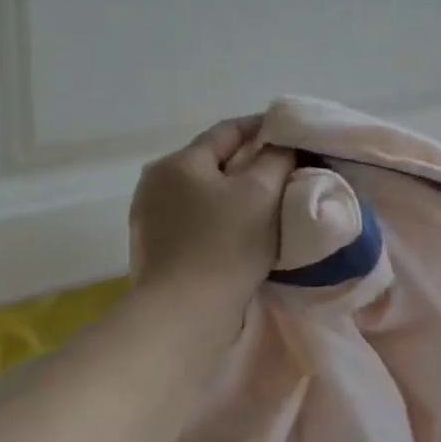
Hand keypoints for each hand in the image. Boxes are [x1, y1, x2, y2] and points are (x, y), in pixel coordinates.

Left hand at [130, 118, 294, 306]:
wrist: (184, 313)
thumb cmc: (226, 245)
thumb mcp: (262, 193)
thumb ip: (276, 159)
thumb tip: (281, 146)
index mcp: (179, 162)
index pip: (228, 130)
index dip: (263, 127)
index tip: (292, 134)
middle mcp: (155, 182)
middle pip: (212, 161)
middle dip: (248, 162)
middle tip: (284, 170)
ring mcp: (149, 216)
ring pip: (202, 191)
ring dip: (232, 192)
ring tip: (264, 203)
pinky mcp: (152, 246)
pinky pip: (193, 218)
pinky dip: (217, 216)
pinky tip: (237, 231)